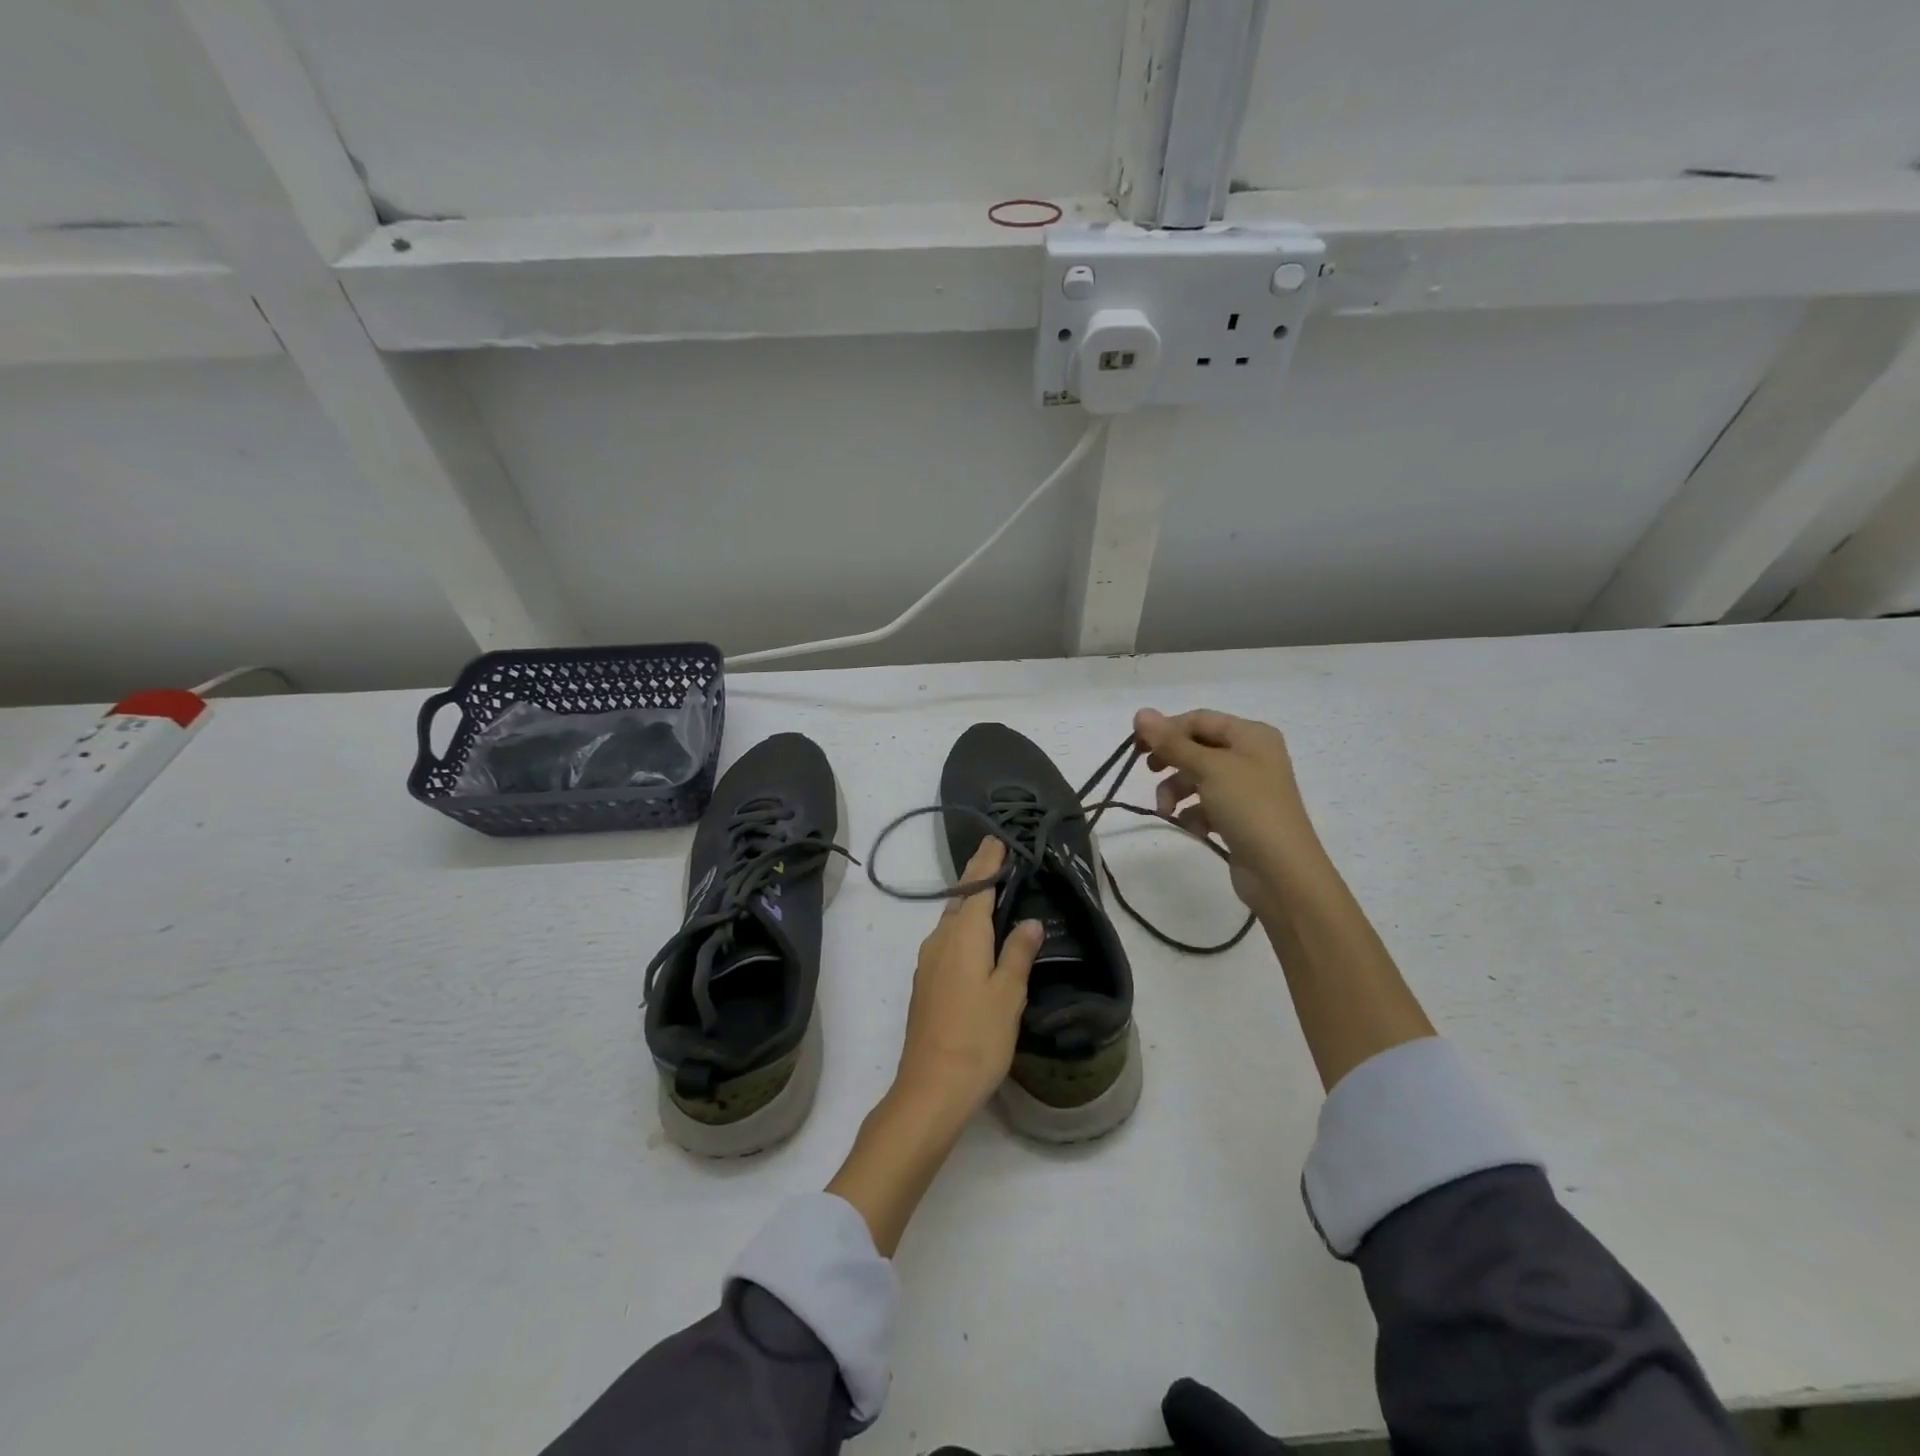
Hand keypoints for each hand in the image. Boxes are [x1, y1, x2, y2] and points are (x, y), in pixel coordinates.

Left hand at [892, 836, 1042, 1118]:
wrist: (931, 1086)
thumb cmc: (977, 1037)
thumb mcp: (1008, 993)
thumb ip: (1018, 952)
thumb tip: (1030, 921)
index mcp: (962, 934)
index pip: (977, 887)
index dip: (988, 862)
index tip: (997, 839)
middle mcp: (940, 940)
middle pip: (961, 898)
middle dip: (978, 876)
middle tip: (997, 856)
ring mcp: (928, 962)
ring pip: (951, 919)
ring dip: (970, 901)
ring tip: (991, 890)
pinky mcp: (926, 982)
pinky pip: (947, 938)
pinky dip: (963, 924)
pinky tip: (975, 935)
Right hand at [1134, 707, 1321, 909]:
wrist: (1281, 871)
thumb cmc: (1248, 807)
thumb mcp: (1208, 768)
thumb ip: (1172, 742)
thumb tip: (1140, 712)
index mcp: (1251, 735)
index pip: (1198, 720)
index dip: (1166, 729)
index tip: (1136, 747)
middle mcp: (1251, 755)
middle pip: (1197, 748)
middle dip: (1171, 762)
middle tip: (1149, 772)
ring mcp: (1246, 788)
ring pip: (1198, 777)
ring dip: (1176, 791)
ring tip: (1167, 810)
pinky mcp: (1239, 816)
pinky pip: (1206, 804)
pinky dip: (1193, 814)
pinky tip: (1193, 828)